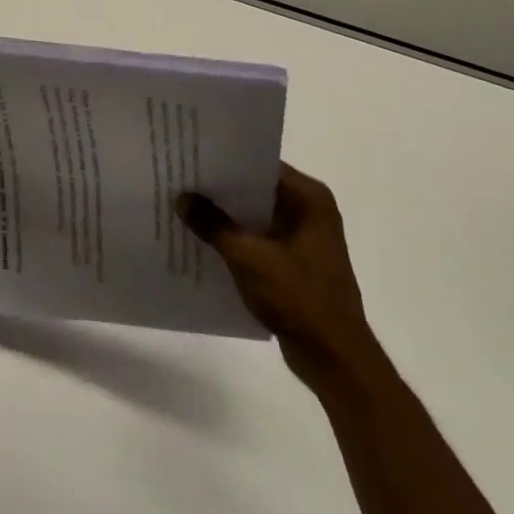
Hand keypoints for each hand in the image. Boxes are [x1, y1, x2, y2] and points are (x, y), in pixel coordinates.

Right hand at [177, 164, 368, 379]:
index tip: (191, 156)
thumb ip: (214, 224)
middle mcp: (310, 211)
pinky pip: (260, 239)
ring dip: (226, 216)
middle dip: (221, 189)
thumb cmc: (298, 297)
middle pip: (257, 189)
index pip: (260, 164)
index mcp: (309, 198)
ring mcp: (304, 238)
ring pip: (256, 216)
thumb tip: (182, 197)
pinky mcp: (296, 262)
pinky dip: (236, 239)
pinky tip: (204, 241)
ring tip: (184, 207)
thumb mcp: (248, 257)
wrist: (333, 356)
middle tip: (180, 179)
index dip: (226, 161)